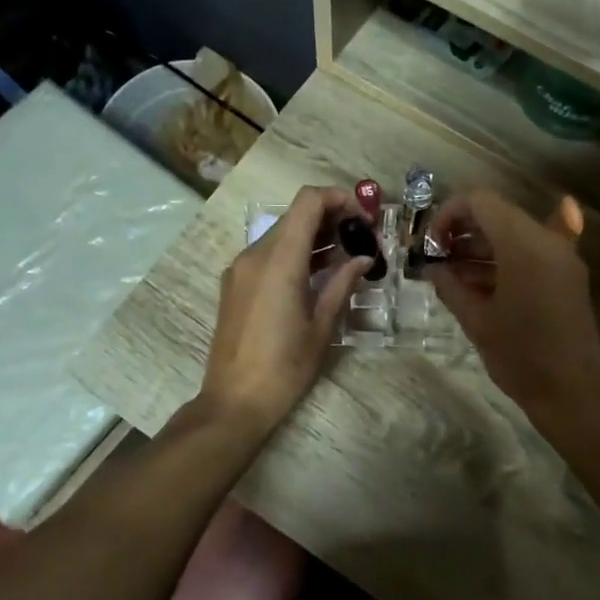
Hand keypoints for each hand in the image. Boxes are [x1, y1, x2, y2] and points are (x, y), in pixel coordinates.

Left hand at [200, 185, 369, 433]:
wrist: (234, 401)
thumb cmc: (284, 367)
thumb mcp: (322, 326)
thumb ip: (343, 283)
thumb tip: (363, 258)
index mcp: (278, 260)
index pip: (308, 202)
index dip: (340, 198)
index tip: (364, 218)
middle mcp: (254, 255)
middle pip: (296, 215)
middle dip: (332, 219)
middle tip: (362, 241)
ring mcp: (240, 268)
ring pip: (282, 234)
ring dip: (314, 236)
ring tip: (346, 257)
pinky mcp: (235, 284)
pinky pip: (268, 254)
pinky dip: (295, 253)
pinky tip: (317, 275)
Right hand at [426, 190, 599, 432]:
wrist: (570, 392)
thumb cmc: (518, 356)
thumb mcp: (475, 320)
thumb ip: (449, 285)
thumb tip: (431, 268)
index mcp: (523, 246)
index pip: (480, 202)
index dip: (448, 214)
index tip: (431, 244)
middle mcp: (547, 240)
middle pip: (498, 214)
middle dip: (463, 230)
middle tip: (438, 258)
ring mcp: (562, 256)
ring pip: (514, 232)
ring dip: (482, 245)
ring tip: (452, 274)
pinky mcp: (567, 274)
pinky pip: (531, 251)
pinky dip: (504, 258)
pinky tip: (479, 281)